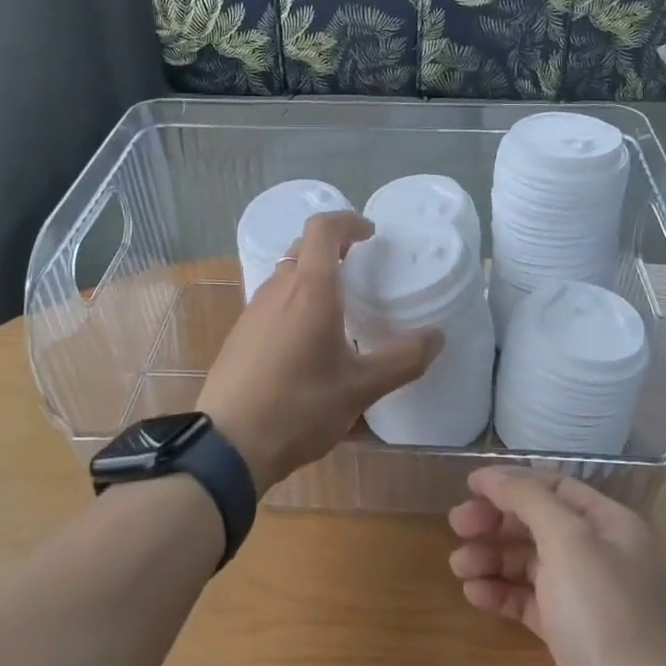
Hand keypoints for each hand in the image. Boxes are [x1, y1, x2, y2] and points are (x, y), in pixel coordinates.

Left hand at [198, 211, 441, 492]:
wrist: (228, 444)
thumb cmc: (299, 407)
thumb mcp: (361, 388)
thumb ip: (403, 360)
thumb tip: (437, 337)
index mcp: (310, 290)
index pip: (323, 228)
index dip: (348, 221)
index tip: (371, 234)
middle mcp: (278, 290)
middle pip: (303, 248)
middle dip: (333, 248)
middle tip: (361, 268)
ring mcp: (253, 311)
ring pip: (286, 275)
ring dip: (313, 277)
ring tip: (339, 307)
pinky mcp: (240, 334)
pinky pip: (273, 301)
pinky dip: (295, 302)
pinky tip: (308, 342)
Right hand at [449, 467, 665, 665]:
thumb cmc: (605, 617)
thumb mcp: (568, 543)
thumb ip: (529, 500)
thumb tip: (492, 475)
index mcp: (610, 525)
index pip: (554, 487)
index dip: (511, 483)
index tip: (469, 488)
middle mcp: (600, 555)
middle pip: (538, 523)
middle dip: (496, 522)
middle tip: (456, 527)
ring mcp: (585, 598)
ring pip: (529, 563)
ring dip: (492, 558)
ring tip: (458, 567)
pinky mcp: (569, 637)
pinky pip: (528, 601)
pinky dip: (501, 593)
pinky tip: (474, 595)